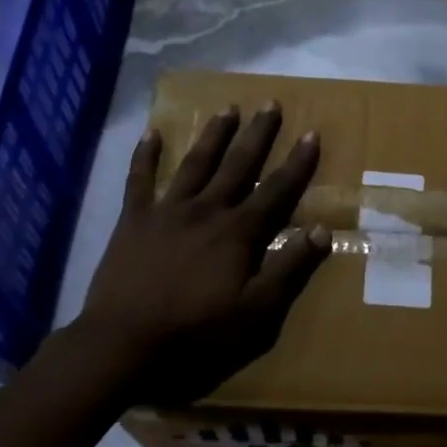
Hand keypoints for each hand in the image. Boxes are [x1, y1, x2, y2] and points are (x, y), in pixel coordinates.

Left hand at [62, 103, 330, 406]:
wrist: (125, 342)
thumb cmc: (197, 332)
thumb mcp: (256, 311)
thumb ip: (289, 268)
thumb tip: (322, 230)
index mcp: (238, 232)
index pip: (276, 189)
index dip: (297, 162)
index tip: (311, 133)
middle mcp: (206, 210)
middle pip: (238, 164)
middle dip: (257, 134)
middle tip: (270, 104)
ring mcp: (167, 211)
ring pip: (195, 163)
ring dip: (213, 135)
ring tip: (227, 108)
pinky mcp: (134, 220)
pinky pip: (139, 179)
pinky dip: (145, 155)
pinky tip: (152, 133)